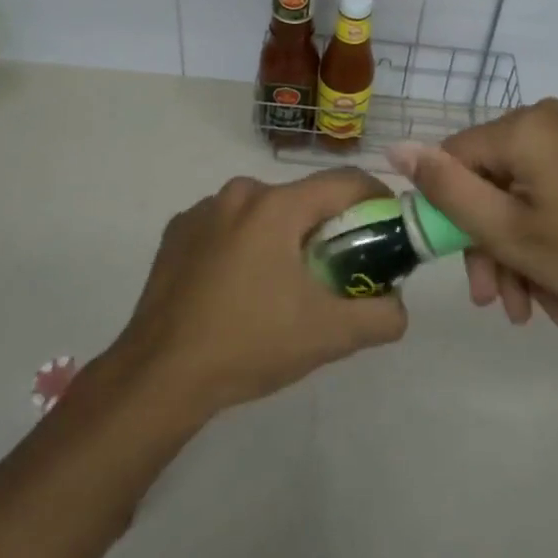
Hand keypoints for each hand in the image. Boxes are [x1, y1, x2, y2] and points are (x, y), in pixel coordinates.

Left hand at [109, 169, 407, 419]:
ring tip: (284, 287)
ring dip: (284, 237)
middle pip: (303, 199)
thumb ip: (380, 317)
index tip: (388, 227)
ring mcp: (203, 209)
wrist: (159, 375)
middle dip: (328, 228)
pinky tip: (238, 288)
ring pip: (264, 211)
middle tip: (338, 271)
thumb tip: (398, 304)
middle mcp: (239, 193)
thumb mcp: (328, 336)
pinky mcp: (177, 230)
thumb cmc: (249, 345)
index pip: (344, 182)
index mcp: (276, 206)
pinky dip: (245, 245)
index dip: (376, 199)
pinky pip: (228, 226)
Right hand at [388, 99, 557, 328]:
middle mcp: (540, 122)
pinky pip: (542, 198)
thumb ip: (446, 189)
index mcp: (520, 128)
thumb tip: (394, 148)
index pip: (453, 160)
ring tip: (531, 312)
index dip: (450, 215)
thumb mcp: (507, 230)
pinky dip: (540, 243)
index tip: (464, 271)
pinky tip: (553, 296)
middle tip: (498, 303)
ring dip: (514, 255)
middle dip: (488, 247)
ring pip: (514, 197)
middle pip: (486, 183)